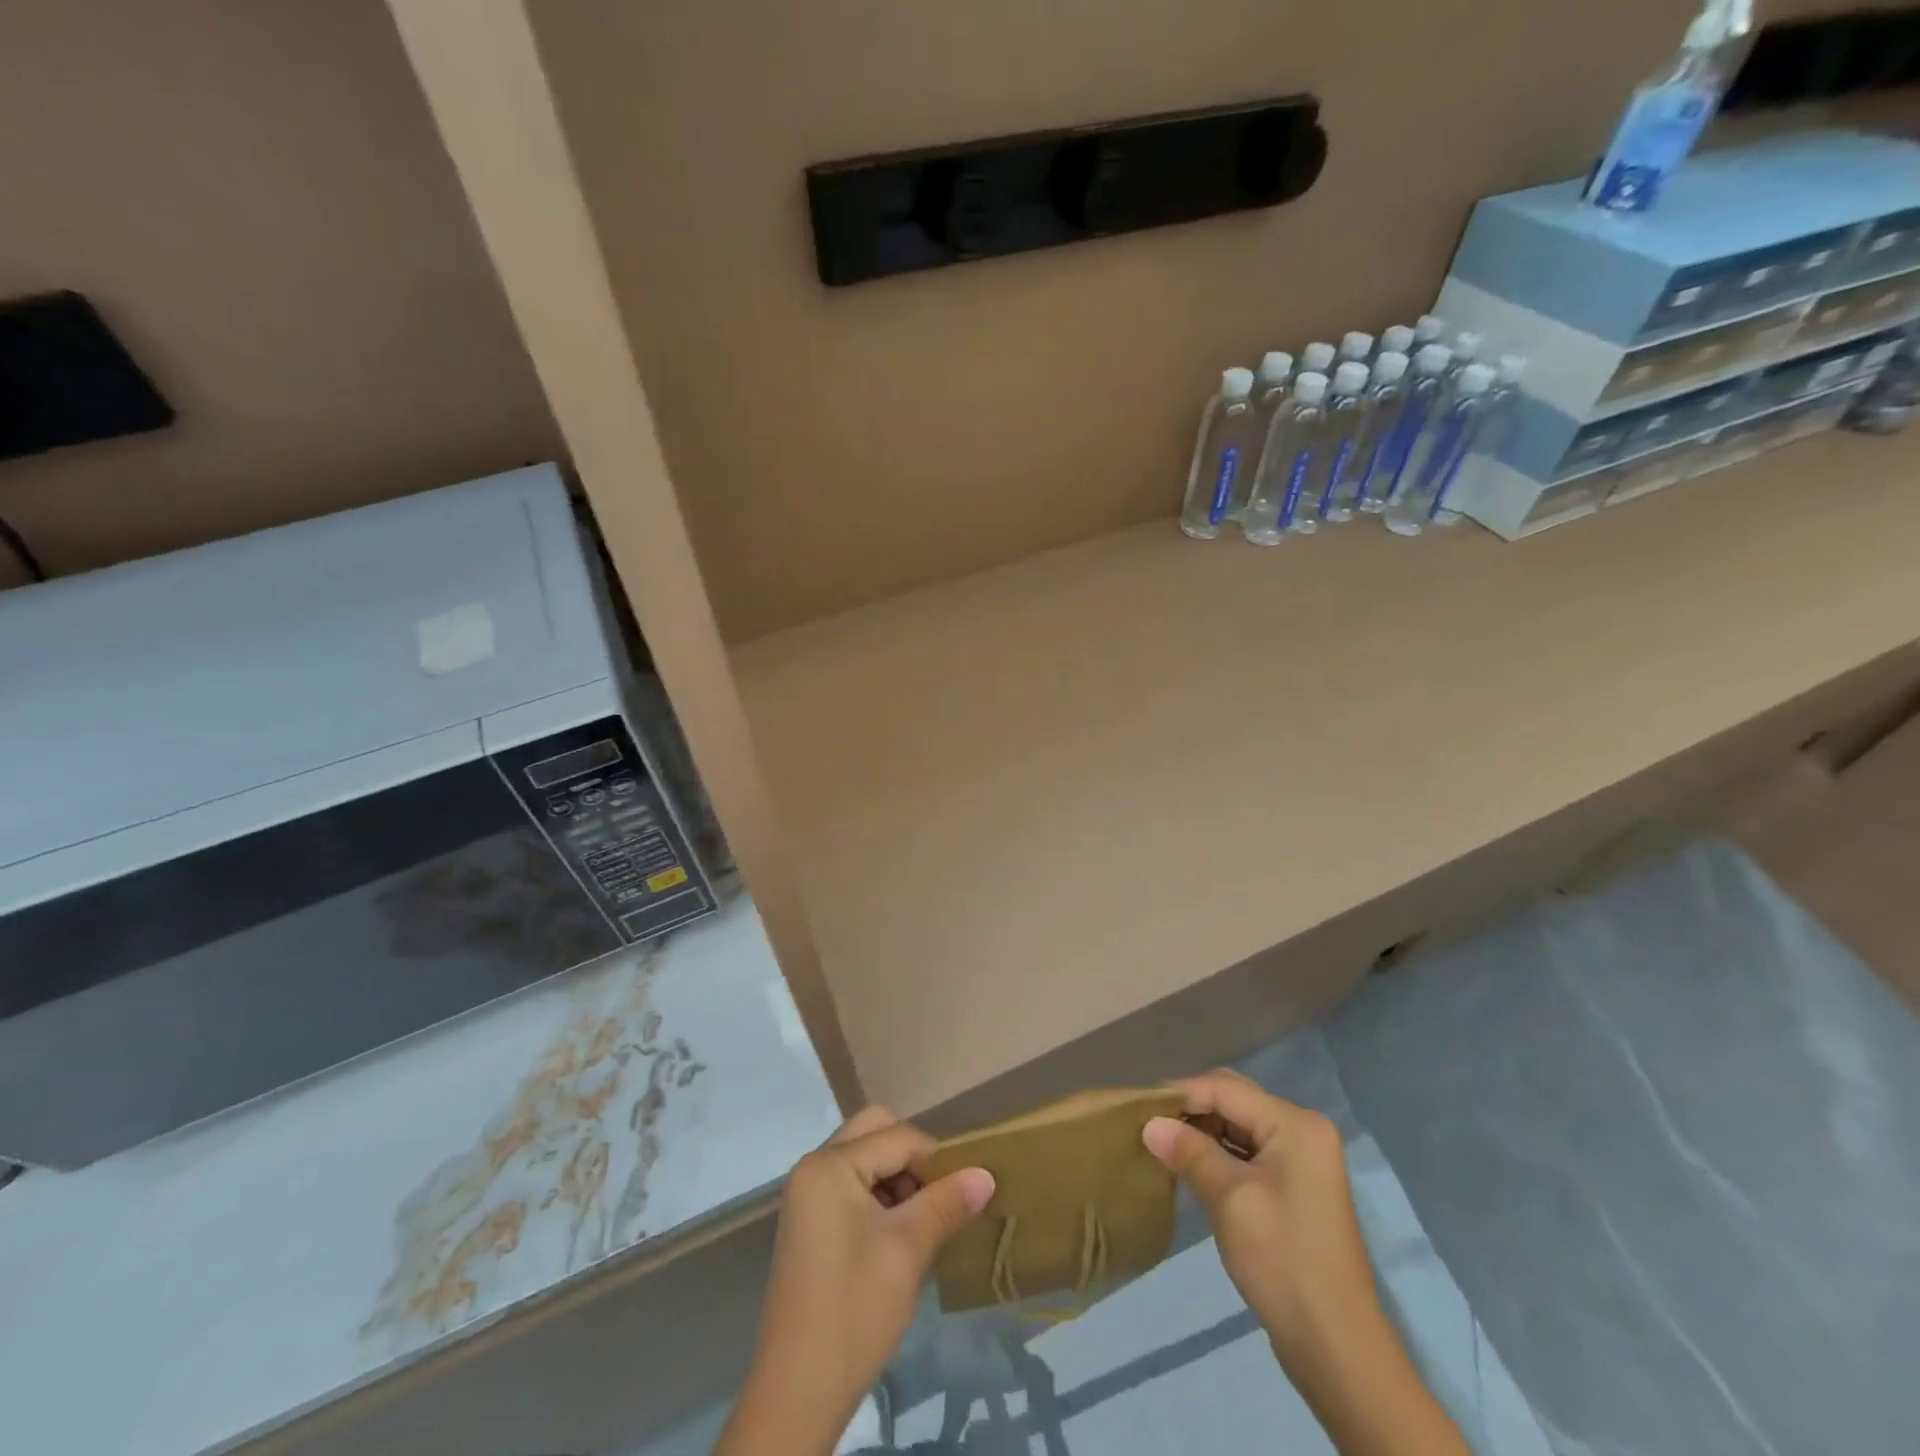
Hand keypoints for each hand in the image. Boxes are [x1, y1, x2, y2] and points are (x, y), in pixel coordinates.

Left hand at [717, 1108, 994, 1455]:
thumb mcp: (908, 1250)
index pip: (898, 1137)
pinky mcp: (809, 1222)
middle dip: (912, 1158)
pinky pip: (851, 1185)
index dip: (936, 1159)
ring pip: (864, 1158)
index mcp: (830, 1165)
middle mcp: (813, 1167)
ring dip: (897, 1179)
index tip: (966, 1190)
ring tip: (922, 1223)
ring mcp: (807, 1195)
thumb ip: (947, 1202)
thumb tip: (986, 1173)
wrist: (798, 1392)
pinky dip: (878, 1197)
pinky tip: (899, 1237)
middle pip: (875, 1133)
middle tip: (937, 1197)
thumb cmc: (855, 1309)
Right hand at [1144, 1072, 1468, 1455]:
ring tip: (1161, 1144)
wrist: (1336, 1347)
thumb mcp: (1230, 1200)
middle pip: (1234, 1101)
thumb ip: (1189, 1152)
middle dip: (1190, 1110)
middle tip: (1148, 1125)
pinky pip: (1247, 1152)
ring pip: (1238, 1126)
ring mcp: (1301, 1159)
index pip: (1225, 1089)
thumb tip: (1149, 1123)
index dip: (1180, 1093)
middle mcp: (1302, 1130)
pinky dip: (1217, 1154)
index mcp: (1295, 1124)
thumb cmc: (1283, 1262)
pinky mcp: (1294, 1186)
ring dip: (1201, 1132)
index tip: (1139, 1108)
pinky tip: (1189, 1166)